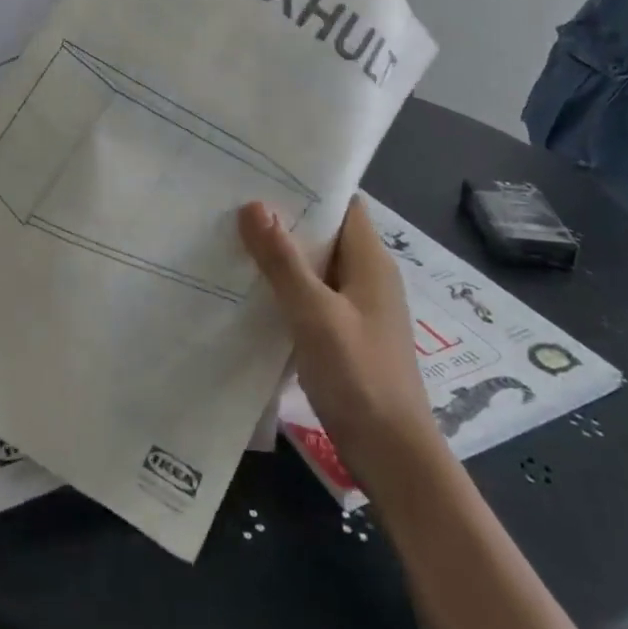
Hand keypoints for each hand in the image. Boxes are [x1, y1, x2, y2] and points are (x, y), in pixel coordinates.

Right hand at [238, 198, 443, 486]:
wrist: (393, 456)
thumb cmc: (359, 376)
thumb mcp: (314, 313)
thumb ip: (283, 260)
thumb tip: (254, 204)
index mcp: (370, 261)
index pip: (343, 204)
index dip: (309, 185)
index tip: (264, 172)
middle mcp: (368, 277)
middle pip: (326, 233)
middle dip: (286, 219)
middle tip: (235, 202)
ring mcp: (359, 308)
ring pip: (317, 267)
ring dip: (283, 256)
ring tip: (234, 238)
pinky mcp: (348, 335)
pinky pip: (314, 297)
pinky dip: (287, 289)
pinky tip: (252, 291)